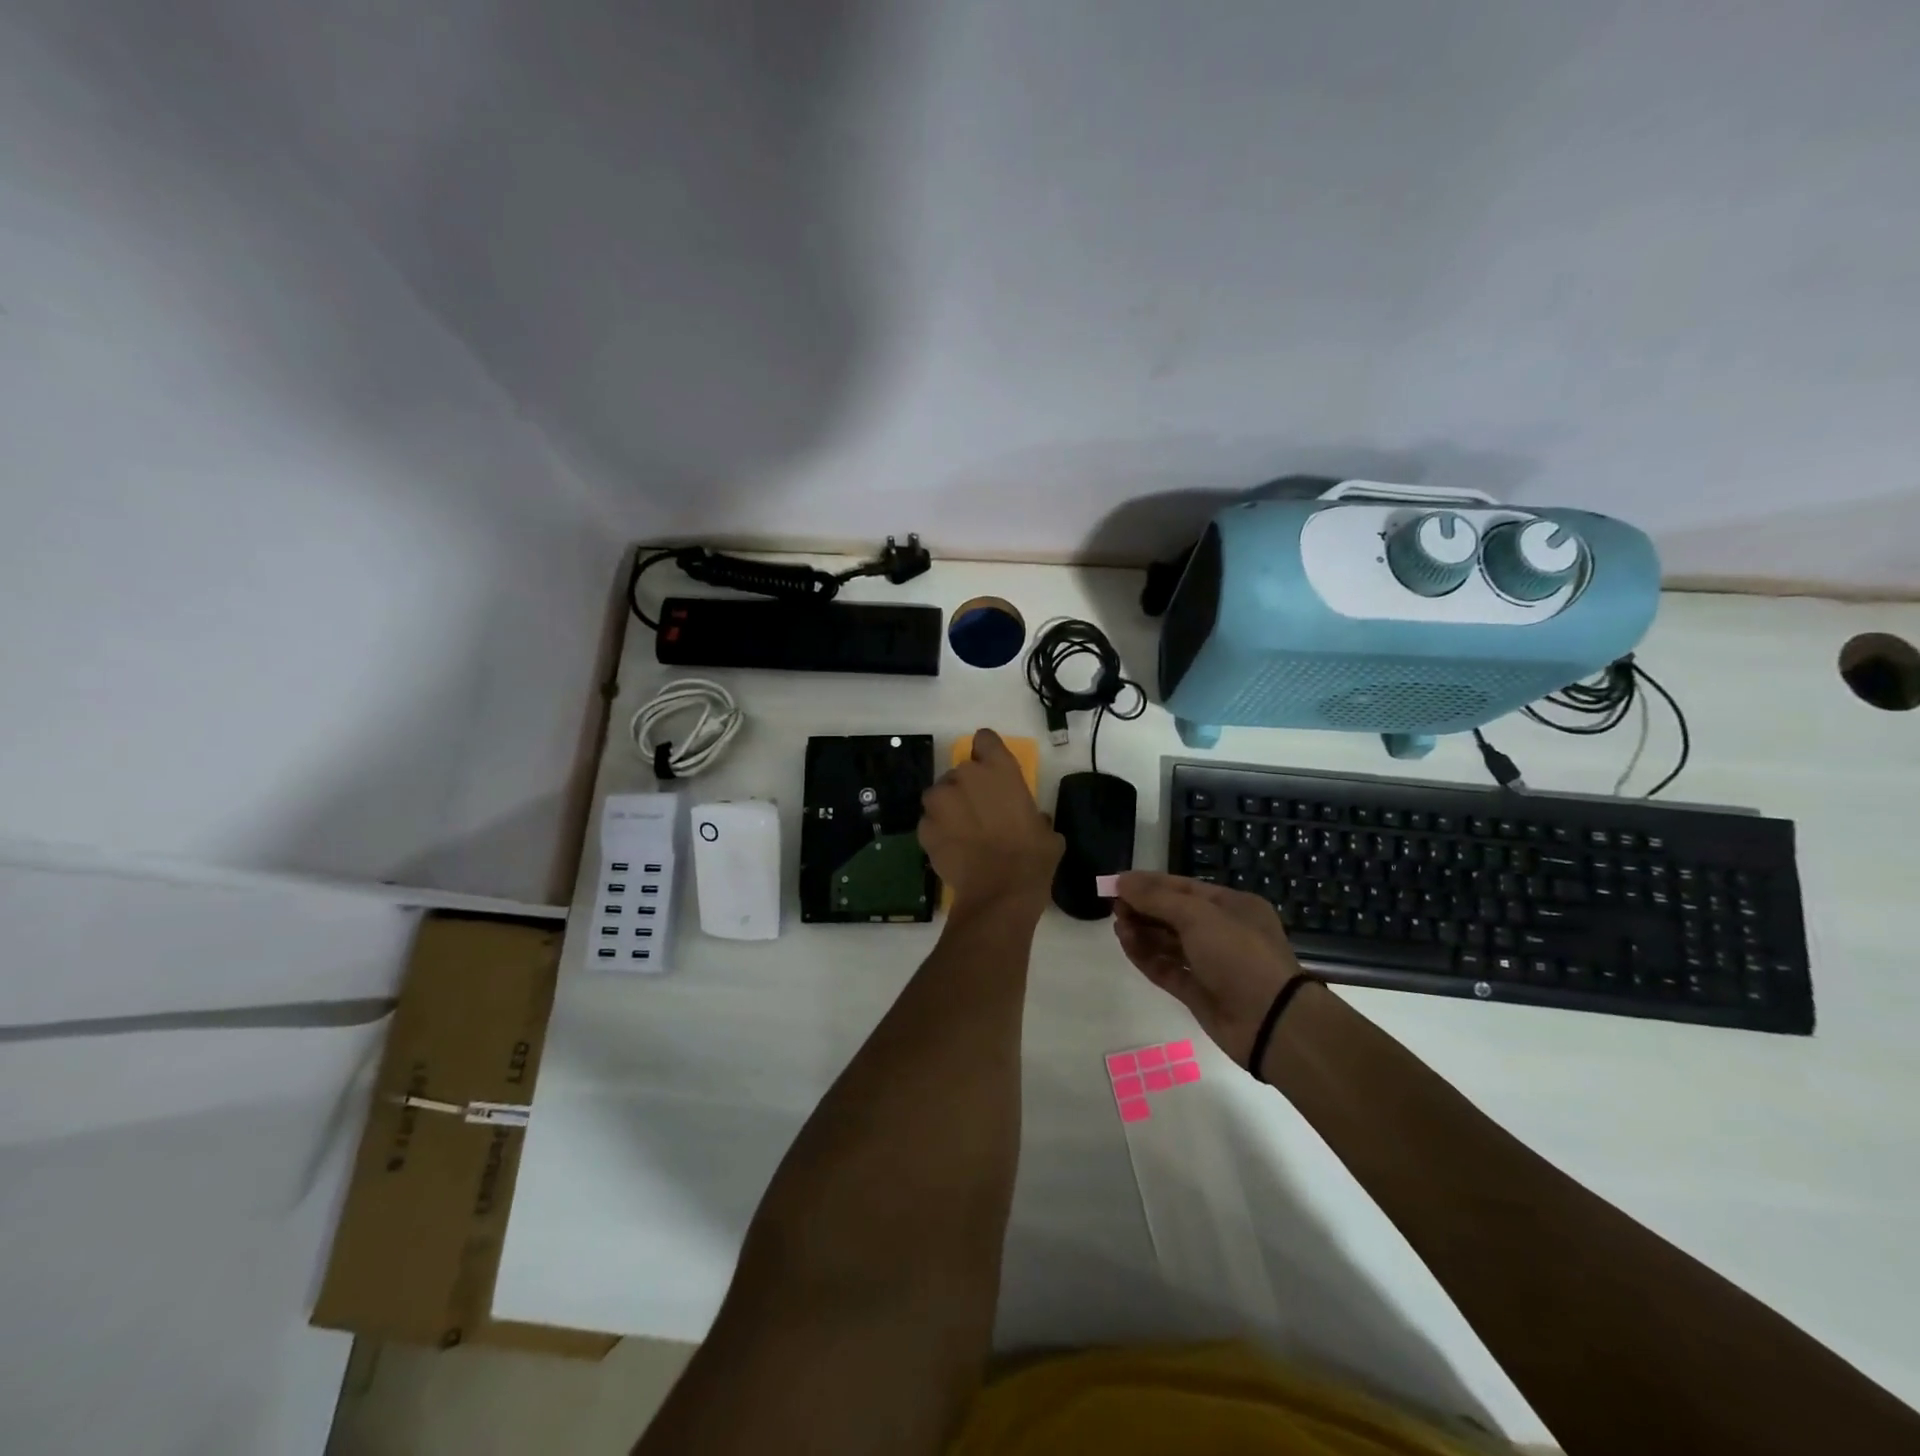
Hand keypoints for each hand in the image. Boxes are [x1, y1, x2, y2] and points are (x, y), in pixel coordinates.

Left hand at [920, 730, 1062, 914]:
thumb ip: (1032, 814)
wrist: (999, 894)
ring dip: (948, 807)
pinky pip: (930, 822)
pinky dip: (938, 831)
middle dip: (967, 787)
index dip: (987, 752)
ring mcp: (940, 801)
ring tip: (962, 831)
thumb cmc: (1032, 858)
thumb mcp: (1046, 831)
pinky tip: (953, 850)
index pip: (985, 739)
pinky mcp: (924, 827)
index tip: (991, 768)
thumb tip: (1030, 821)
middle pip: (960, 771)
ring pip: (940, 795)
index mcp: (999, 769)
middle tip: (980, 812)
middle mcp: (965, 776)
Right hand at [1112, 872, 1301, 1066]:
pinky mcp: (1198, 991)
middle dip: (1144, 908)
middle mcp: (1222, 931)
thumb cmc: (1239, 955)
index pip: (1183, 888)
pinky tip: (1126, 943)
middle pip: (1174, 914)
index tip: (1117, 883)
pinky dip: (1146, 956)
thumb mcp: (1197, 917)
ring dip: (1142, 931)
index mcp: (1232, 906)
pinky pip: (1166, 968)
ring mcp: (1210, 963)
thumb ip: (1156, 898)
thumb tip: (1121, 880)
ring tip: (1117, 925)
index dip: (1149, 883)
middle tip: (1113, 906)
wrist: (1271, 1022)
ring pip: (1168, 942)